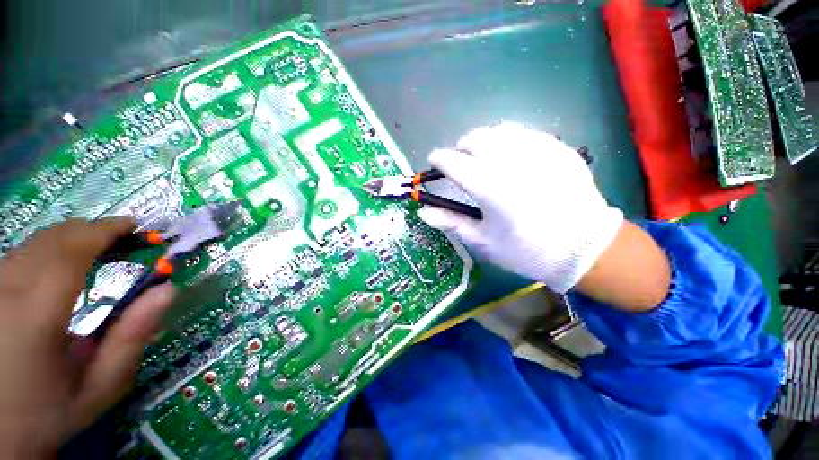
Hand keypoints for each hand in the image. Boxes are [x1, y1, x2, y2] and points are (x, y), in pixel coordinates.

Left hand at [0, 218, 174, 457]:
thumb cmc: (49, 412)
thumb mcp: (98, 387)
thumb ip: (132, 338)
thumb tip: (167, 290)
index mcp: (35, 312)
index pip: (72, 248)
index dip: (105, 230)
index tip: (133, 226)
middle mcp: (5, 289)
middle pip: (50, 239)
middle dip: (89, 232)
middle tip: (120, 239)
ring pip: (31, 244)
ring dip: (67, 241)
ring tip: (94, 251)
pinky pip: (17, 257)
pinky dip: (45, 253)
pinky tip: (57, 269)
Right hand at [418, 122, 623, 292]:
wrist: (585, 249)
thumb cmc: (526, 250)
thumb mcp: (483, 241)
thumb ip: (451, 222)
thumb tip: (422, 211)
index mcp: (489, 187)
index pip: (452, 162)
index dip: (438, 160)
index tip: (435, 163)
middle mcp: (511, 161)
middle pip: (474, 138)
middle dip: (461, 147)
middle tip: (461, 163)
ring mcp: (538, 150)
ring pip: (500, 130)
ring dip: (484, 141)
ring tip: (485, 157)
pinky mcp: (558, 148)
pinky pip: (526, 133)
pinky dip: (510, 140)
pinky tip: (513, 157)